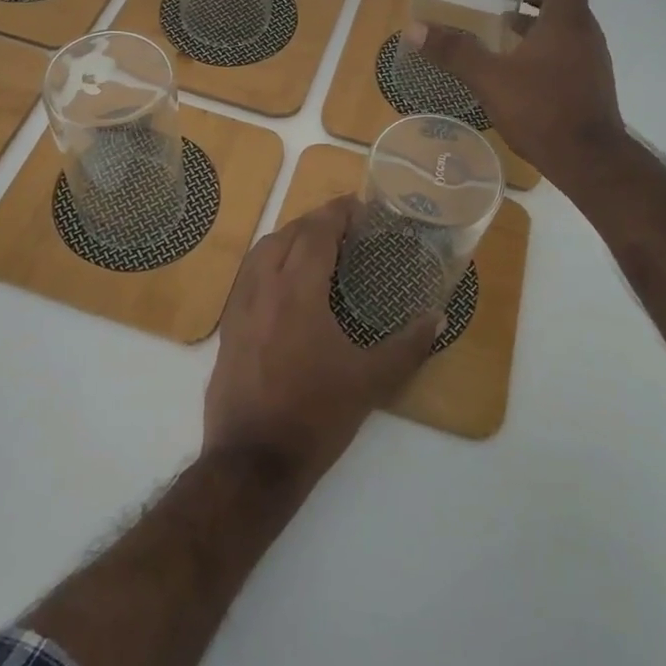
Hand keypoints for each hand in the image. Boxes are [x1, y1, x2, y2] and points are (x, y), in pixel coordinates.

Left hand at [203, 196, 437, 491]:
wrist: (252, 460)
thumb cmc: (316, 415)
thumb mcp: (371, 382)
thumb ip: (408, 346)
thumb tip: (437, 317)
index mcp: (298, 291)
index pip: (317, 232)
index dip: (338, 212)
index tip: (359, 205)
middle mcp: (264, 287)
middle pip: (287, 234)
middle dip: (315, 221)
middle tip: (344, 225)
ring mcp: (240, 307)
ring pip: (261, 252)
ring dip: (288, 238)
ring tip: (315, 245)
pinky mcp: (228, 327)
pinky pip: (247, 276)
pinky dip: (268, 262)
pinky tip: (284, 282)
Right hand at [405, 0, 623, 195]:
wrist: (590, 160)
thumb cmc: (543, 110)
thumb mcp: (491, 79)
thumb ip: (454, 52)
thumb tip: (414, 29)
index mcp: (567, 21)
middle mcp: (585, 34)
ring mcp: (590, 61)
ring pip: (566, 26)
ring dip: (539, 19)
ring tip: (506, 26)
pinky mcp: (588, 84)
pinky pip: (566, 49)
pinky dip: (544, 44)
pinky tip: (519, 65)